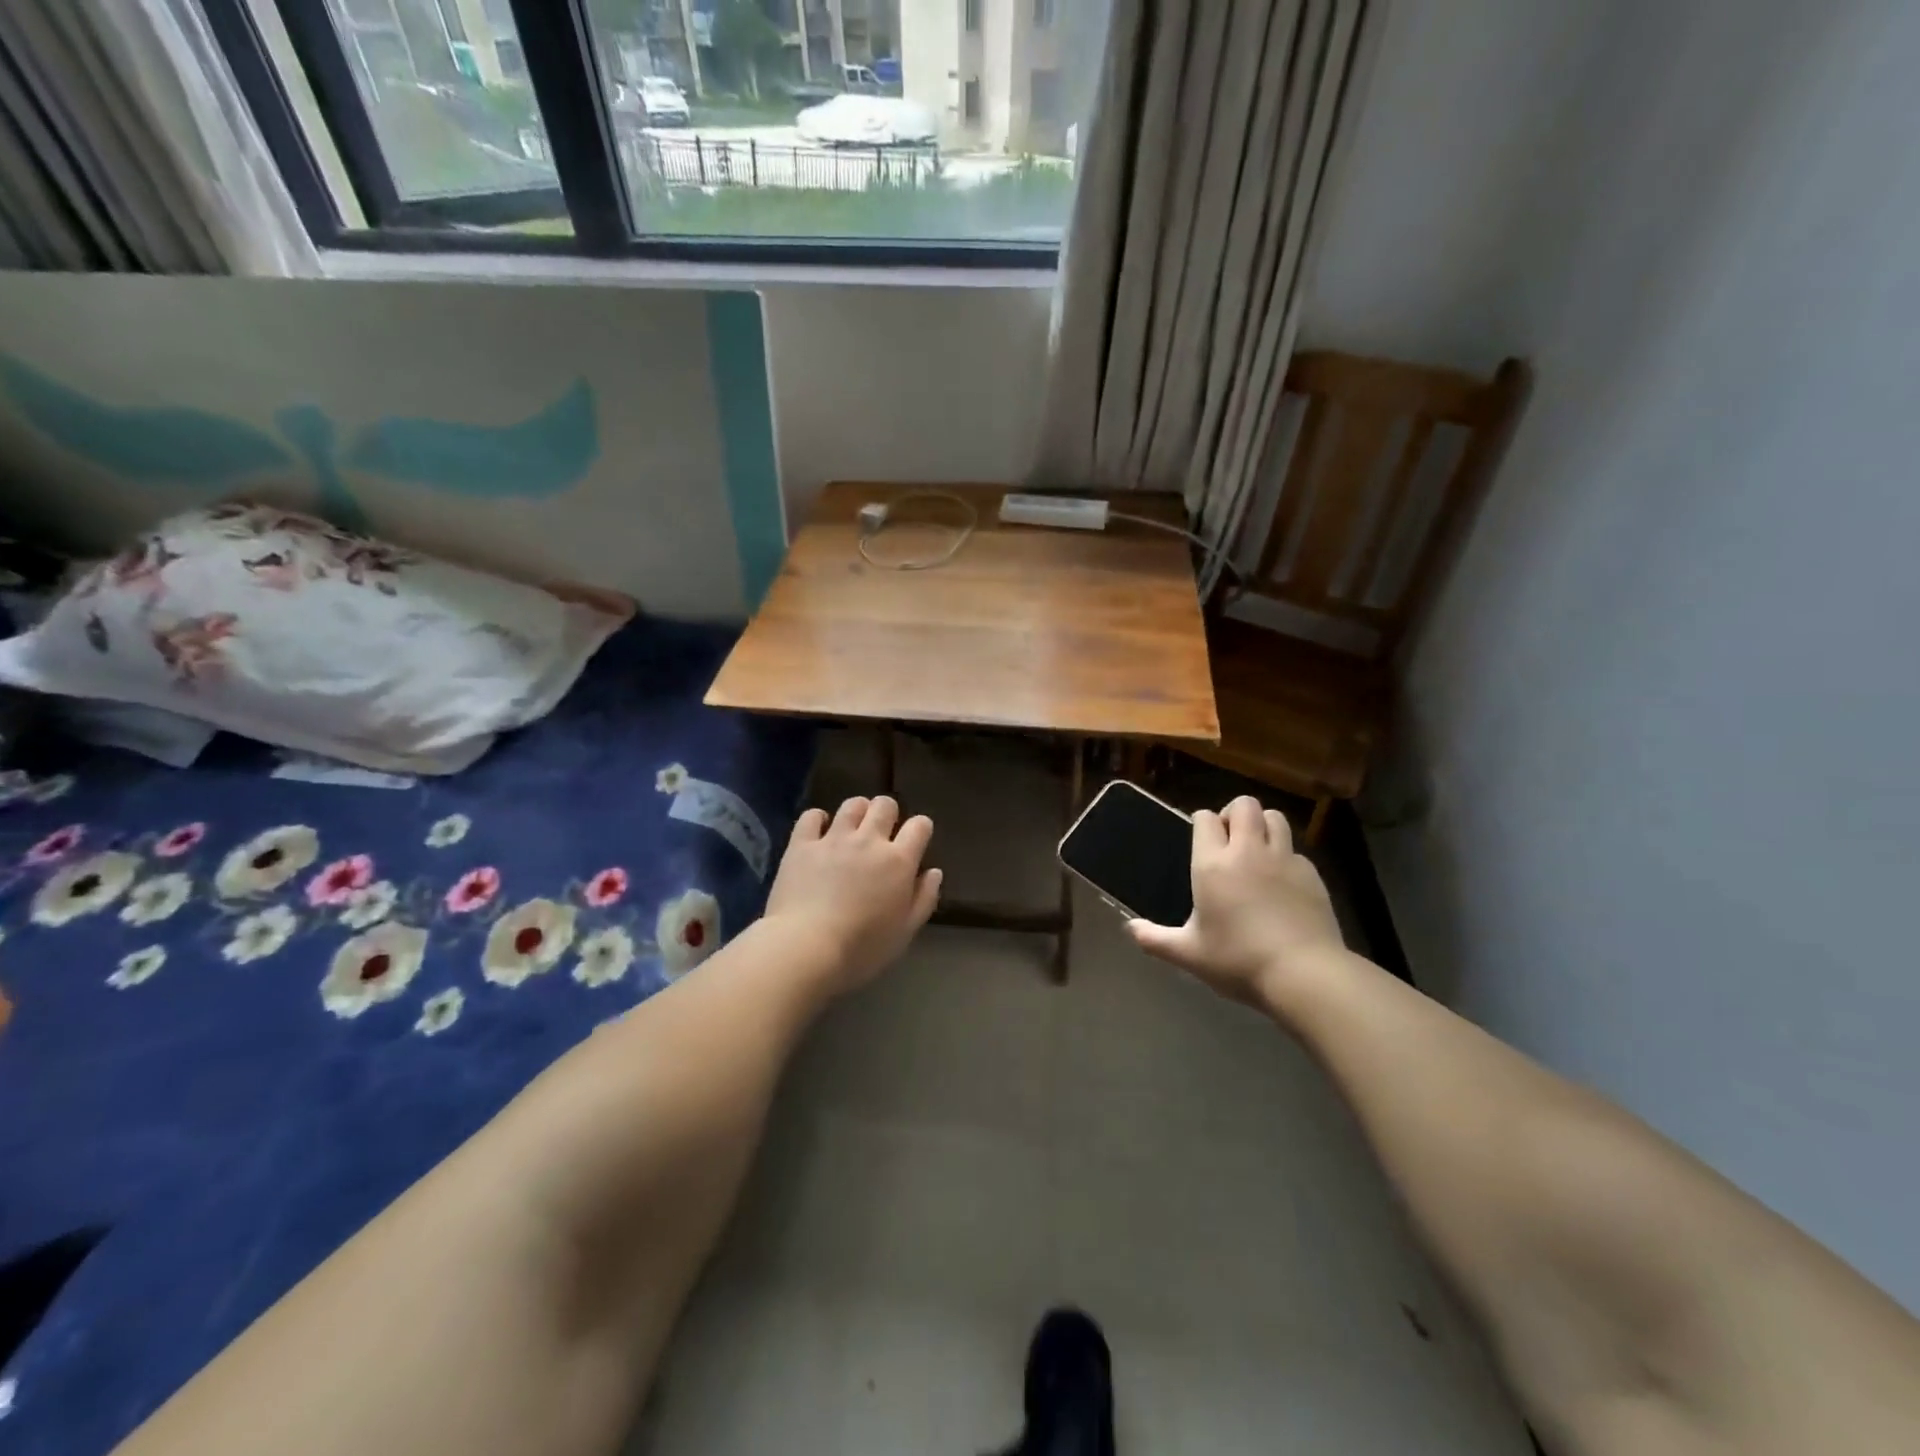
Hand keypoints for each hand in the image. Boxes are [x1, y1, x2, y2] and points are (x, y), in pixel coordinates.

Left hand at [763, 796, 941, 994]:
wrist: (806, 948)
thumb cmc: (862, 948)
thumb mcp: (905, 931)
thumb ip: (924, 898)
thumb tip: (934, 872)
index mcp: (899, 861)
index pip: (919, 826)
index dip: (920, 828)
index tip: (916, 839)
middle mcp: (869, 840)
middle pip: (885, 805)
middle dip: (888, 813)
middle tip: (881, 832)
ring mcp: (833, 839)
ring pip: (852, 804)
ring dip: (857, 811)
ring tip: (853, 828)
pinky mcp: (802, 844)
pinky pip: (811, 816)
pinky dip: (818, 820)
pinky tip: (819, 832)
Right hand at [1127, 796, 1346, 1009]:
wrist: (1304, 974)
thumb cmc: (1238, 960)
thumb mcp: (1189, 954)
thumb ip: (1156, 939)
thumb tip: (1129, 929)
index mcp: (1213, 864)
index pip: (1205, 818)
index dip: (1201, 822)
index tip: (1200, 839)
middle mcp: (1248, 851)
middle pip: (1244, 805)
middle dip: (1234, 813)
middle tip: (1229, 840)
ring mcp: (1284, 859)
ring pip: (1275, 818)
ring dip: (1263, 825)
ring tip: (1257, 850)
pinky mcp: (1312, 874)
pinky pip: (1296, 850)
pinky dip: (1286, 856)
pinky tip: (1282, 883)